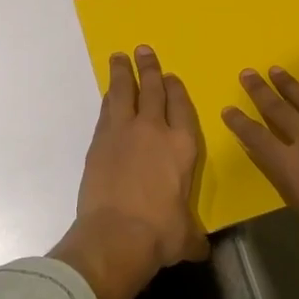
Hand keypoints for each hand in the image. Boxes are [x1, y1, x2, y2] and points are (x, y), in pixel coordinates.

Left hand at [52, 47, 206, 298]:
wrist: (116, 235)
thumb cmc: (160, 234)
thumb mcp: (185, 237)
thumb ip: (193, 236)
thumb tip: (199, 248)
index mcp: (183, 146)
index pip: (181, 107)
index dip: (176, 89)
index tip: (171, 77)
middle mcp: (154, 130)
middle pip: (153, 90)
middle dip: (150, 69)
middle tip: (144, 50)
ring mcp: (124, 132)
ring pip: (124, 92)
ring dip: (123, 73)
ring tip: (120, 57)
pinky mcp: (99, 142)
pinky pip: (107, 110)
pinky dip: (109, 98)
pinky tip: (109, 93)